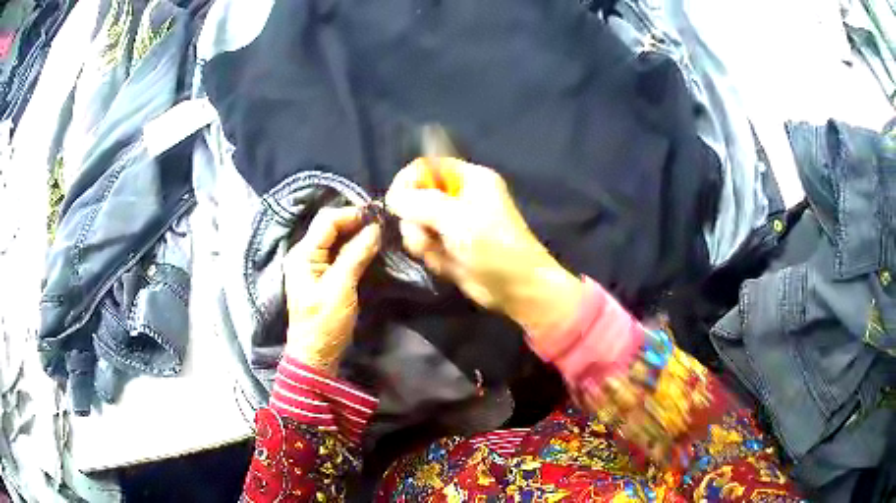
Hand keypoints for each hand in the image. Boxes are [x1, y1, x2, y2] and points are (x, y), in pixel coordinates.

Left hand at [283, 207, 380, 374]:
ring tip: (380, 233)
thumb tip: (375, 228)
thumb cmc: (325, 323)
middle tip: (382, 223)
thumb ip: (355, 255)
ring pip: (335, 239)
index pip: (328, 221)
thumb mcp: (341, 288)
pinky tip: (369, 248)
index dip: (352, 213)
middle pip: (330, 226)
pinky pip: (338, 253)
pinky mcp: (322, 276)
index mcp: (303, 254)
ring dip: (356, 233)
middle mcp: (305, 254)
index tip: (379, 215)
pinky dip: (353, 247)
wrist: (316, 355)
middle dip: (355, 221)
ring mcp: (313, 265)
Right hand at [385, 158, 582, 335]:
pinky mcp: (450, 248)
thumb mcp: (455, 218)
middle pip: (416, 197)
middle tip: (425, 236)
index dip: (408, 181)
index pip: (426, 166)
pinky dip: (431, 256)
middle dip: (415, 219)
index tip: (396, 202)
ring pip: (417, 224)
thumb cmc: (492, 246)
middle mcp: (460, 197)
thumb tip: (392, 198)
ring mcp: (454, 224)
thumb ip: (419, 202)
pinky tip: (446, 265)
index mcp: (469, 179)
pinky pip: (426, 245)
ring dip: (422, 241)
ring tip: (439, 254)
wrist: (516, 288)